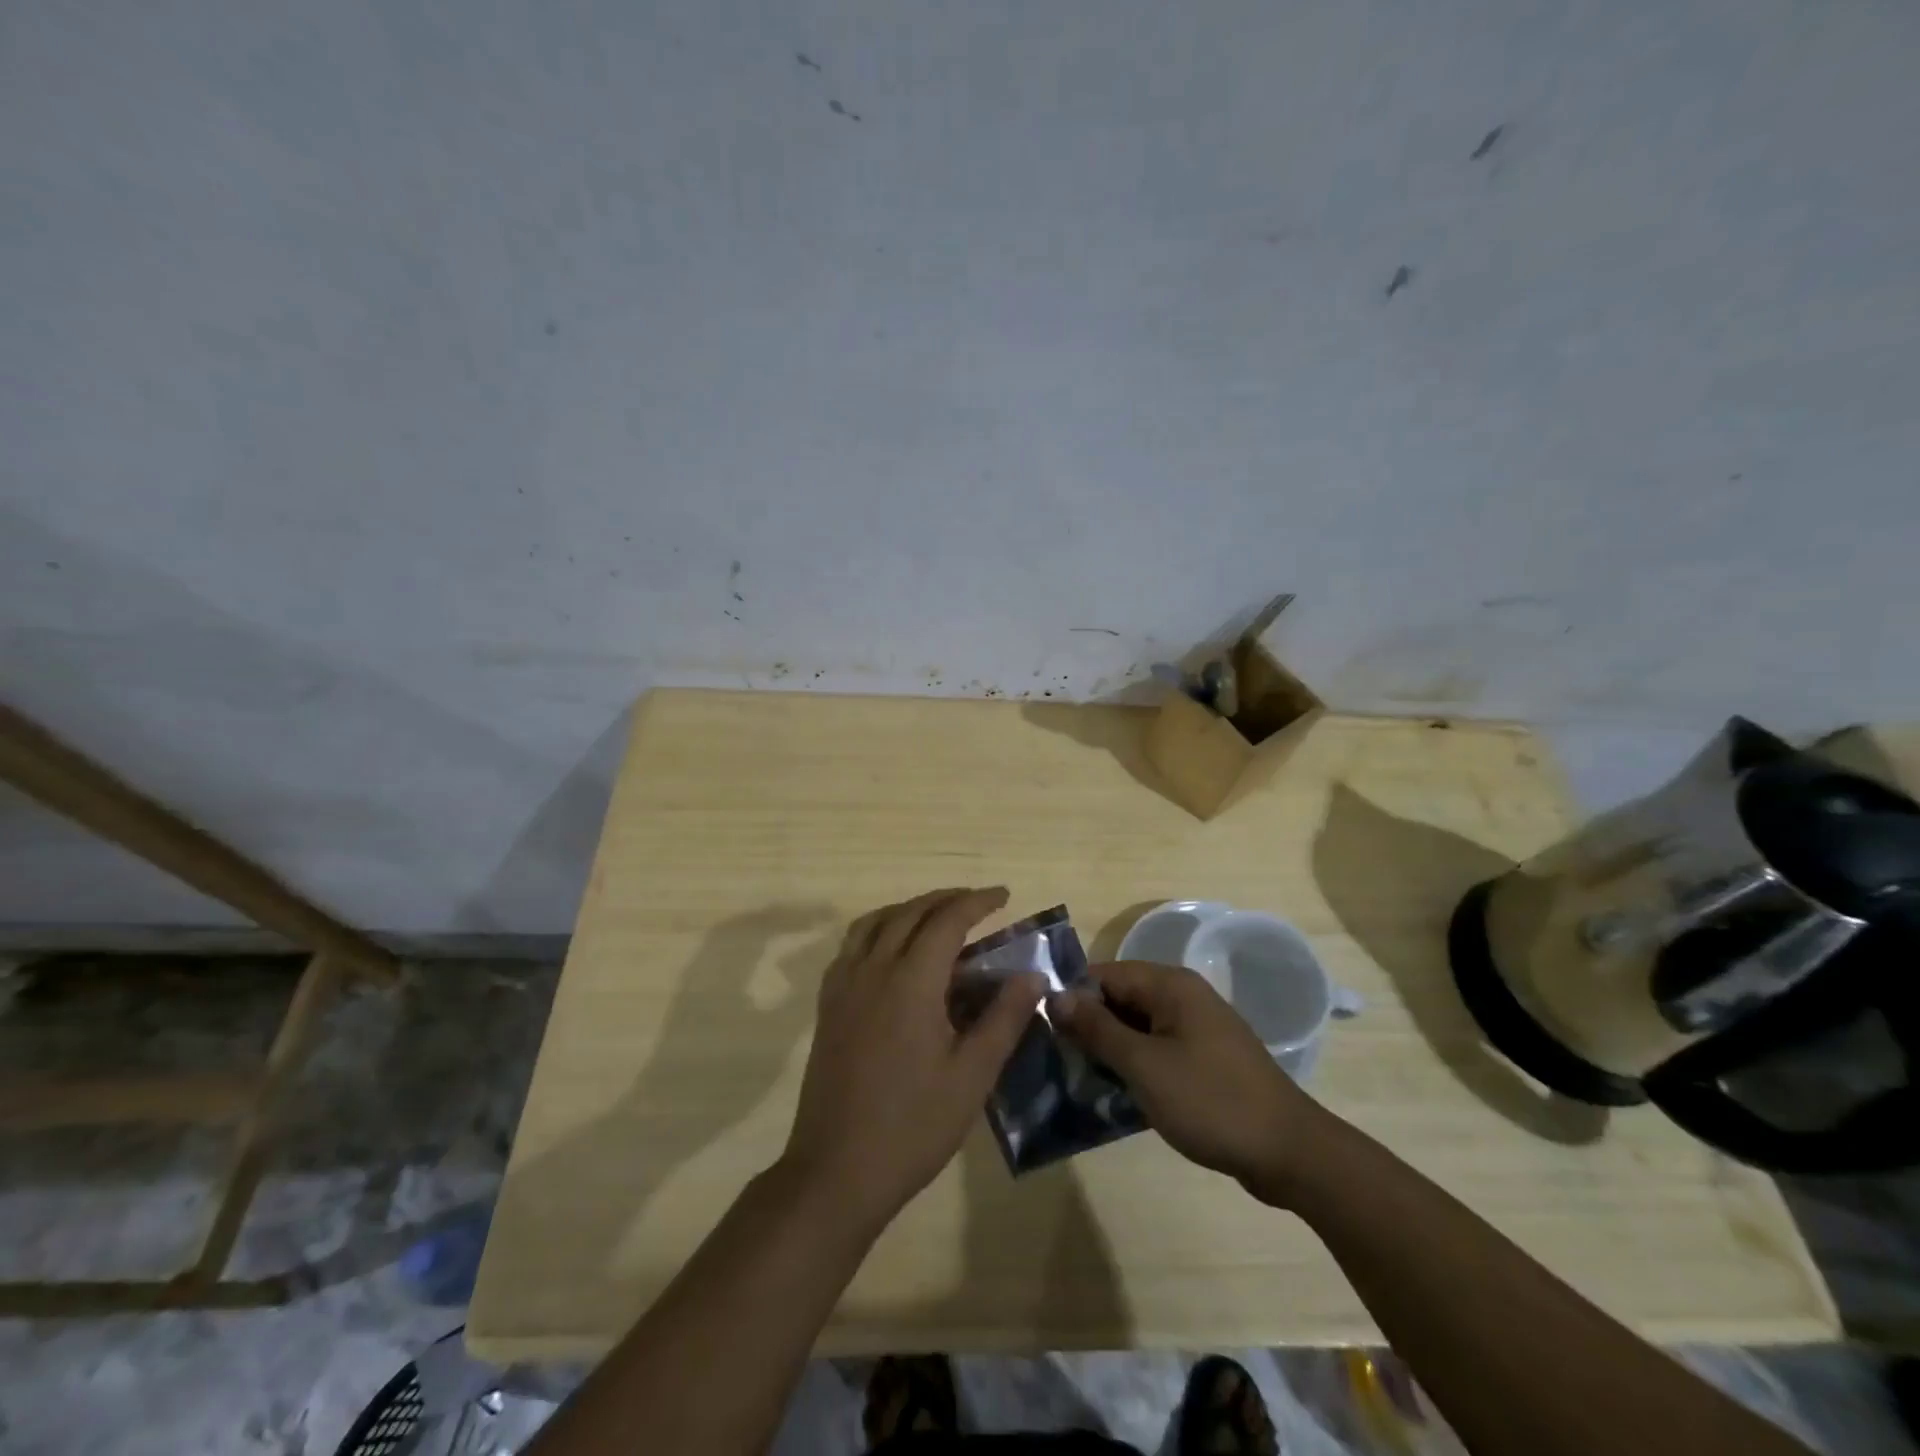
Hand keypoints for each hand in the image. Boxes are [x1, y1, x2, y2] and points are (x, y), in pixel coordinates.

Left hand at [779, 887, 1043, 1232]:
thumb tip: (1033, 976)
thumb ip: (1004, 1019)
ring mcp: (844, 985)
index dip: (977, 902)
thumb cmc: (913, 1126)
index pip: (947, 921)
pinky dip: (878, 929)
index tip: (1003, 895)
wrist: (837, 1170)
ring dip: (908, 909)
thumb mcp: (972, 1076)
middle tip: (977, 903)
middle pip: (909, 913)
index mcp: (910, 981)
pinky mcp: (828, 1005)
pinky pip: (852, 945)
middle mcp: (873, 969)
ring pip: (875, 922)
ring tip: (936, 917)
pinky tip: (892, 951)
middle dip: (945, 899)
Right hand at [1051, 961, 1327, 1203]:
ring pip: (1136, 1027)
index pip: (1103, 975)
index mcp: (1170, 985)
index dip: (1072, 999)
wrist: (1289, 1153)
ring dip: (1109, 1050)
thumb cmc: (1211, 1101)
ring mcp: (1196, 1028)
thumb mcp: (1144, 1065)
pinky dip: (1134, 1066)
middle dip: (1088, 1027)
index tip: (1042, 1031)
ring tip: (1076, 1080)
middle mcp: (1182, 997)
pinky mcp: (1203, 1059)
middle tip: (1055, 1061)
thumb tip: (1056, 995)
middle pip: (1119, 999)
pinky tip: (1113, 1094)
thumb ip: (1097, 1028)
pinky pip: (1155, 1050)